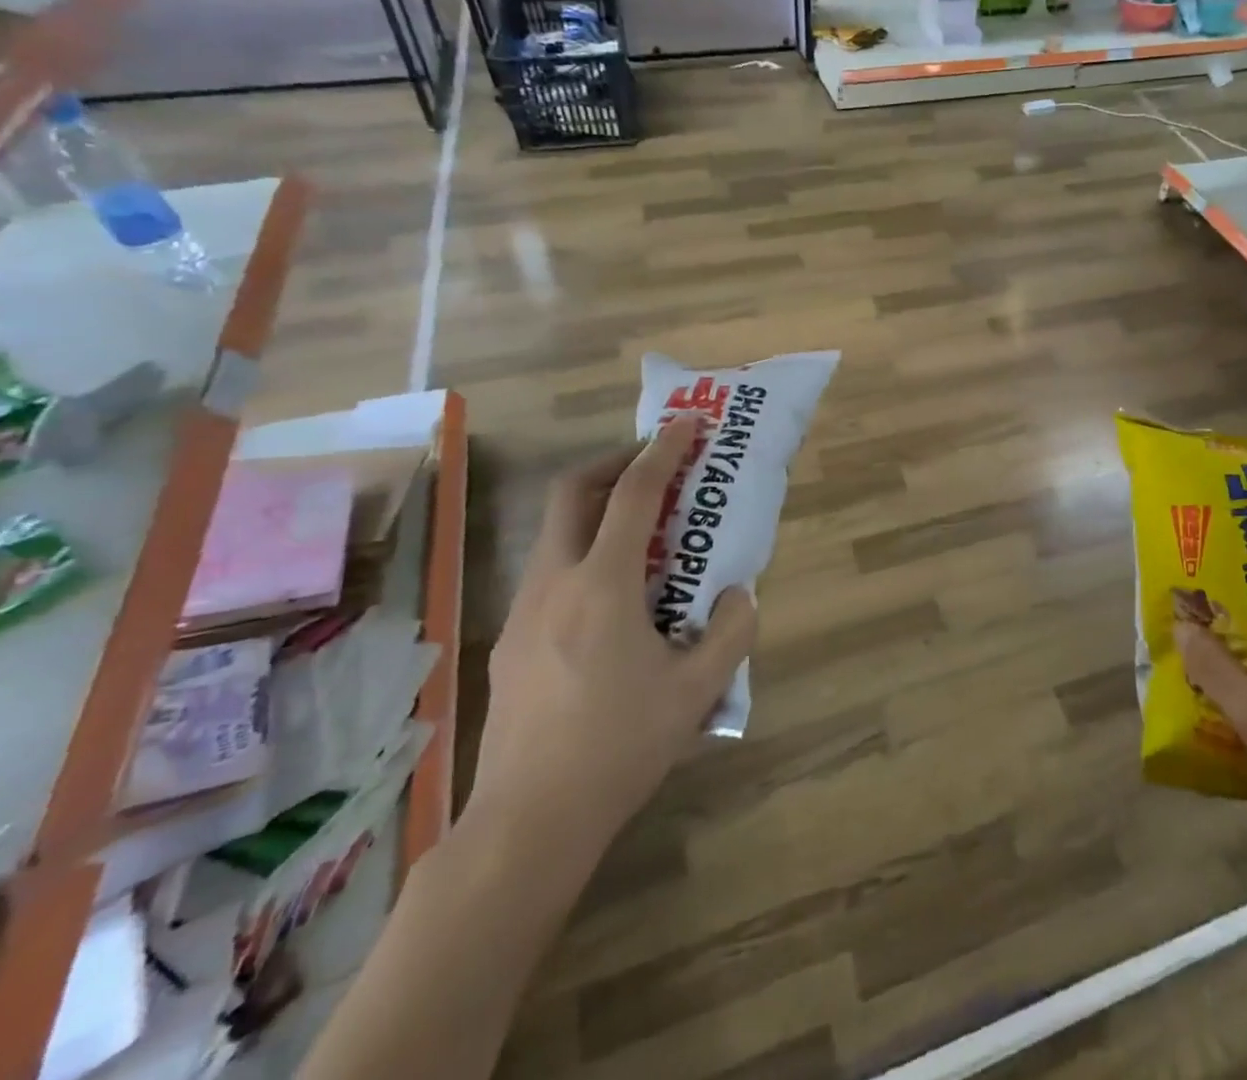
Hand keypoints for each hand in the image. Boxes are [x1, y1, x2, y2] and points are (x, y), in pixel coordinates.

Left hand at [466, 416, 755, 860]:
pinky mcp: (510, 644)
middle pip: (572, 492)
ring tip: (642, 535)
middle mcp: (555, 583)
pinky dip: (584, 557)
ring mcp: (523, 612)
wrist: (528, 822)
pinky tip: (613, 603)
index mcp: (603, 584)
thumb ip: (731, 633)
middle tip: (653, 465)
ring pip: (556, 534)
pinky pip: (550, 575)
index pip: (633, 493)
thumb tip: (736, 597)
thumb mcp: (698, 690)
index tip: (685, 423)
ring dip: (597, 512)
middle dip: (614, 463)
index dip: (663, 450)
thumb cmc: (619, 747)